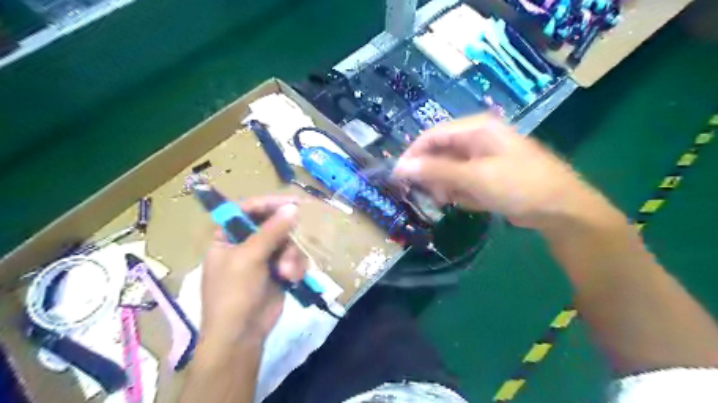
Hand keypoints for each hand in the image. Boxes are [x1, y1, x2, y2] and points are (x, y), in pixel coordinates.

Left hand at [200, 196, 306, 346]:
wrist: (242, 335)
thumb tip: (292, 208)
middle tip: (298, 238)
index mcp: (227, 237)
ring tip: (287, 273)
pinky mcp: (278, 270)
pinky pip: (294, 258)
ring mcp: (263, 258)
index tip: (292, 202)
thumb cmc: (234, 293)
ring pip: (288, 242)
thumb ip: (271, 231)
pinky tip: (292, 278)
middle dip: (285, 237)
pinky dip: (296, 267)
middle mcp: (245, 244)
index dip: (269, 204)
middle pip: (273, 225)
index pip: (247, 209)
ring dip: (291, 257)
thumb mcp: (249, 258)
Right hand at [392, 116, 604, 231]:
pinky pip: (462, 181)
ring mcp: (483, 158)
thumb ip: (436, 170)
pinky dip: (460, 193)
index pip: (432, 135)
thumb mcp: (474, 177)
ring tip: (452, 201)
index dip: (413, 154)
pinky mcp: (487, 175)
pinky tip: (470, 202)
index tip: (398, 176)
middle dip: (432, 174)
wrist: (561, 210)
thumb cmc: (519, 186)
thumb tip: (401, 167)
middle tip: (428, 194)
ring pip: (449, 169)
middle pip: (440, 153)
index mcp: (476, 129)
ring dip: (446, 186)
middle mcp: (477, 139)